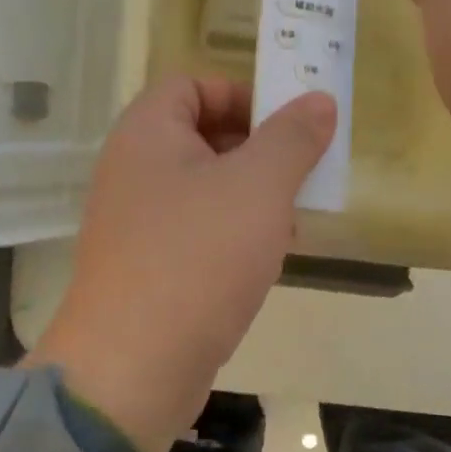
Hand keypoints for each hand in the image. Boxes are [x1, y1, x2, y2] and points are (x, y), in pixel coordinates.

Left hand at [31, 76, 335, 451]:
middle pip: (201, 139)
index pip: (192, 86)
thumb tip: (318, 100)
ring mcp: (135, 226)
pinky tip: (264, 264)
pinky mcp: (147, 271)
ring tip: (291, 225)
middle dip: (257, 154)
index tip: (289, 128)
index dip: (243, 96)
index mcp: (146, 134)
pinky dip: (231, 240)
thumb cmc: (197, 257)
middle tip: (300, 178)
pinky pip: (195, 236)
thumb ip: (292, 138)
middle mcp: (132, 172)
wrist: (134, 365)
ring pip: (204, 193)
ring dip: (251, 201)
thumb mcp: (258, 186)